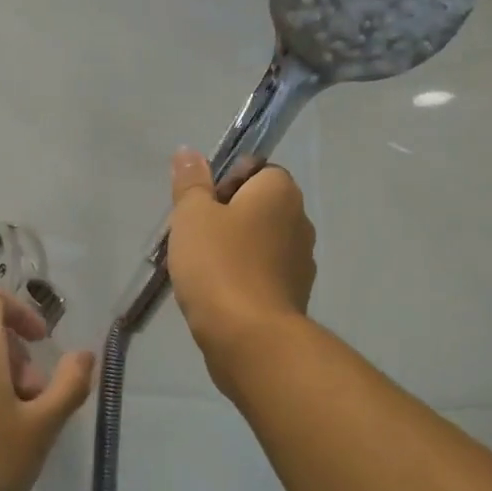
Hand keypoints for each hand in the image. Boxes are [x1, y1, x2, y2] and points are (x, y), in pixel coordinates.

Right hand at [167, 148, 315, 361]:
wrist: (251, 339)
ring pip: (260, 242)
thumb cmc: (219, 265)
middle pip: (257, 206)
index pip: (255, 169)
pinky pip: (263, 274)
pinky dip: (243, 278)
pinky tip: (218, 294)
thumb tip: (189, 151)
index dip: (224, 182)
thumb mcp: (192, 215)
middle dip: (226, 217)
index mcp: (280, 191)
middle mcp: (300, 220)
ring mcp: (302, 261)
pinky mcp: (295, 296)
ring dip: (234, 250)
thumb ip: (191, 182)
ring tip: (200, 269)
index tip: (200, 206)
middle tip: (193, 237)